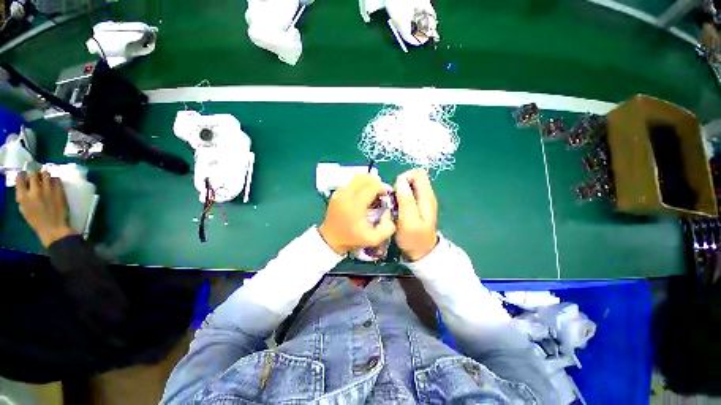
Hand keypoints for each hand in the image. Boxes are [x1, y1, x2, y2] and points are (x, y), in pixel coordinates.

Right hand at [15, 171, 76, 247]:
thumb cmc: (37, 221)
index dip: (22, 175)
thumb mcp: (24, 209)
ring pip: (45, 174)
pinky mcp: (59, 190)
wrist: (54, 228)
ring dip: (45, 175)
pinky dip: (54, 180)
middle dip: (34, 174)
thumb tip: (24, 186)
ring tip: (45, 180)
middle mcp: (34, 190)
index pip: (19, 178)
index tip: (25, 176)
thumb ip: (23, 197)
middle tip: (36, 177)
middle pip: (33, 174)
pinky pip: (57, 179)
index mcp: (23, 196)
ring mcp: (48, 189)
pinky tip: (54, 184)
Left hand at [319, 174, 395, 254]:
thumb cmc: (352, 239)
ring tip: (372, 193)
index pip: (372, 186)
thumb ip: (387, 227)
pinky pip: (352, 182)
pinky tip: (363, 195)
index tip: (386, 195)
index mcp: (355, 205)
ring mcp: (339, 192)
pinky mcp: (336, 192)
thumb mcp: (373, 239)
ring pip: (358, 177)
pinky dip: (360, 184)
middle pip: (365, 178)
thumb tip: (388, 211)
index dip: (382, 188)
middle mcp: (346, 195)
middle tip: (381, 193)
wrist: (330, 240)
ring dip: (368, 182)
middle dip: (376, 183)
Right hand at [394, 169, 437, 260]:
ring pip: (411, 185)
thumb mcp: (408, 221)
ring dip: (400, 191)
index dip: (405, 178)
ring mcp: (423, 200)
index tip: (396, 191)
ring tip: (396, 205)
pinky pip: (409, 193)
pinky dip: (401, 196)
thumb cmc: (414, 238)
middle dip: (401, 184)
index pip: (418, 173)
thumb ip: (406, 200)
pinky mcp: (418, 205)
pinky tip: (398, 208)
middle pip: (414, 177)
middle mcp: (427, 195)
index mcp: (426, 197)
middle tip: (395, 199)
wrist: (422, 252)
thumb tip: (401, 181)